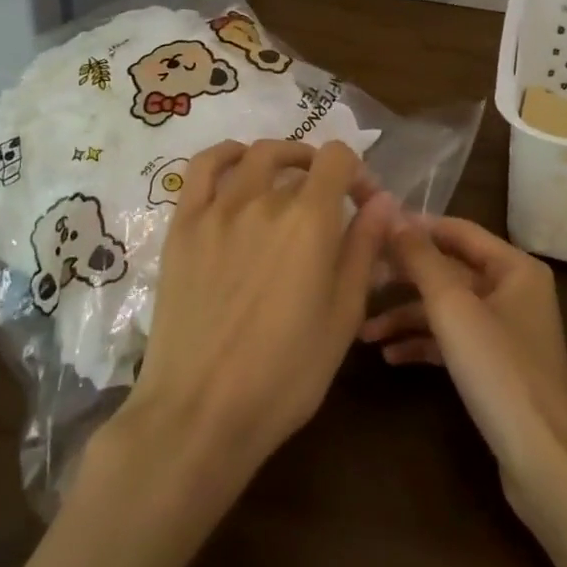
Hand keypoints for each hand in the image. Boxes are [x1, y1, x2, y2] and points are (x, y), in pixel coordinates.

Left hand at [112, 139, 397, 487]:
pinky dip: (226, 155)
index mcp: (310, 221)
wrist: (201, 411)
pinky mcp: (183, 225)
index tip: (363, 203)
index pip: (338, 159)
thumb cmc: (286, 374)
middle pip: (299, 160)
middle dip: (323, 173)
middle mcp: (263, 200)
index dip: (358, 172)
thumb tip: (383, 201)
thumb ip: (363, 249)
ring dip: (281, 158)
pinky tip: (238, 166)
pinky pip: (203, 168)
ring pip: (254, 156)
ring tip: (288, 180)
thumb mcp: (343, 316)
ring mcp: (217, 210)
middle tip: (329, 203)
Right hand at [360, 218, 566, 532]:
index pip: (458, 231)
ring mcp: (506, 330)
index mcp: (515, 267)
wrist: (543, 460)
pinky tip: (389, 356)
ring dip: (407, 316)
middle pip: (449, 270)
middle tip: (360, 278)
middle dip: (405, 277)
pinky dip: (423, 343)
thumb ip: (422, 259)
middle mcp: (514, 291)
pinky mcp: (496, 364)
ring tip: (363, 331)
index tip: (372, 227)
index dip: (416, 227)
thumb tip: (393, 216)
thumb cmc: (499, 371)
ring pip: (447, 308)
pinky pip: (453, 340)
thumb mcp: (453, 308)